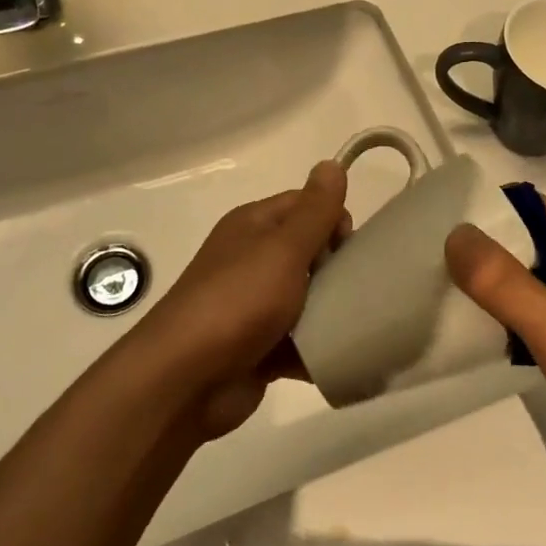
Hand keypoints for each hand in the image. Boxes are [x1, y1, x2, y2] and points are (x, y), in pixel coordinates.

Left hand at [126, 160, 347, 439]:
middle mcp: (251, 260)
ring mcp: (254, 307)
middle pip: (310, 252)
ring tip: (360, 322)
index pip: (305, 206)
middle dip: (338, 267)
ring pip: (308, 299)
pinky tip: (345, 354)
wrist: (185, 381)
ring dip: (333, 310)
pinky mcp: (260, 348)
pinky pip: (300, 342)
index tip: (353, 246)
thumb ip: (314, 211)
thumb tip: (331, 163)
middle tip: (357, 287)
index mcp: (253, 227)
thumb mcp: (283, 249)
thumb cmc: (238, 302)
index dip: (334, 219)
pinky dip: (319, 349)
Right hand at [446, 199, 545, 479]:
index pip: (526, 206)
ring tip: (451, 295)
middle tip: (437, 263)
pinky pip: (544, 309)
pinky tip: (488, 332)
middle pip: (526, 241)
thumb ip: (499, 278)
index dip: (485, 211)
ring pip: (534, 277)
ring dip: (499, 285)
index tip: (441, 225)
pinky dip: (516, 314)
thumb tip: (454, 234)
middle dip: (485, 251)